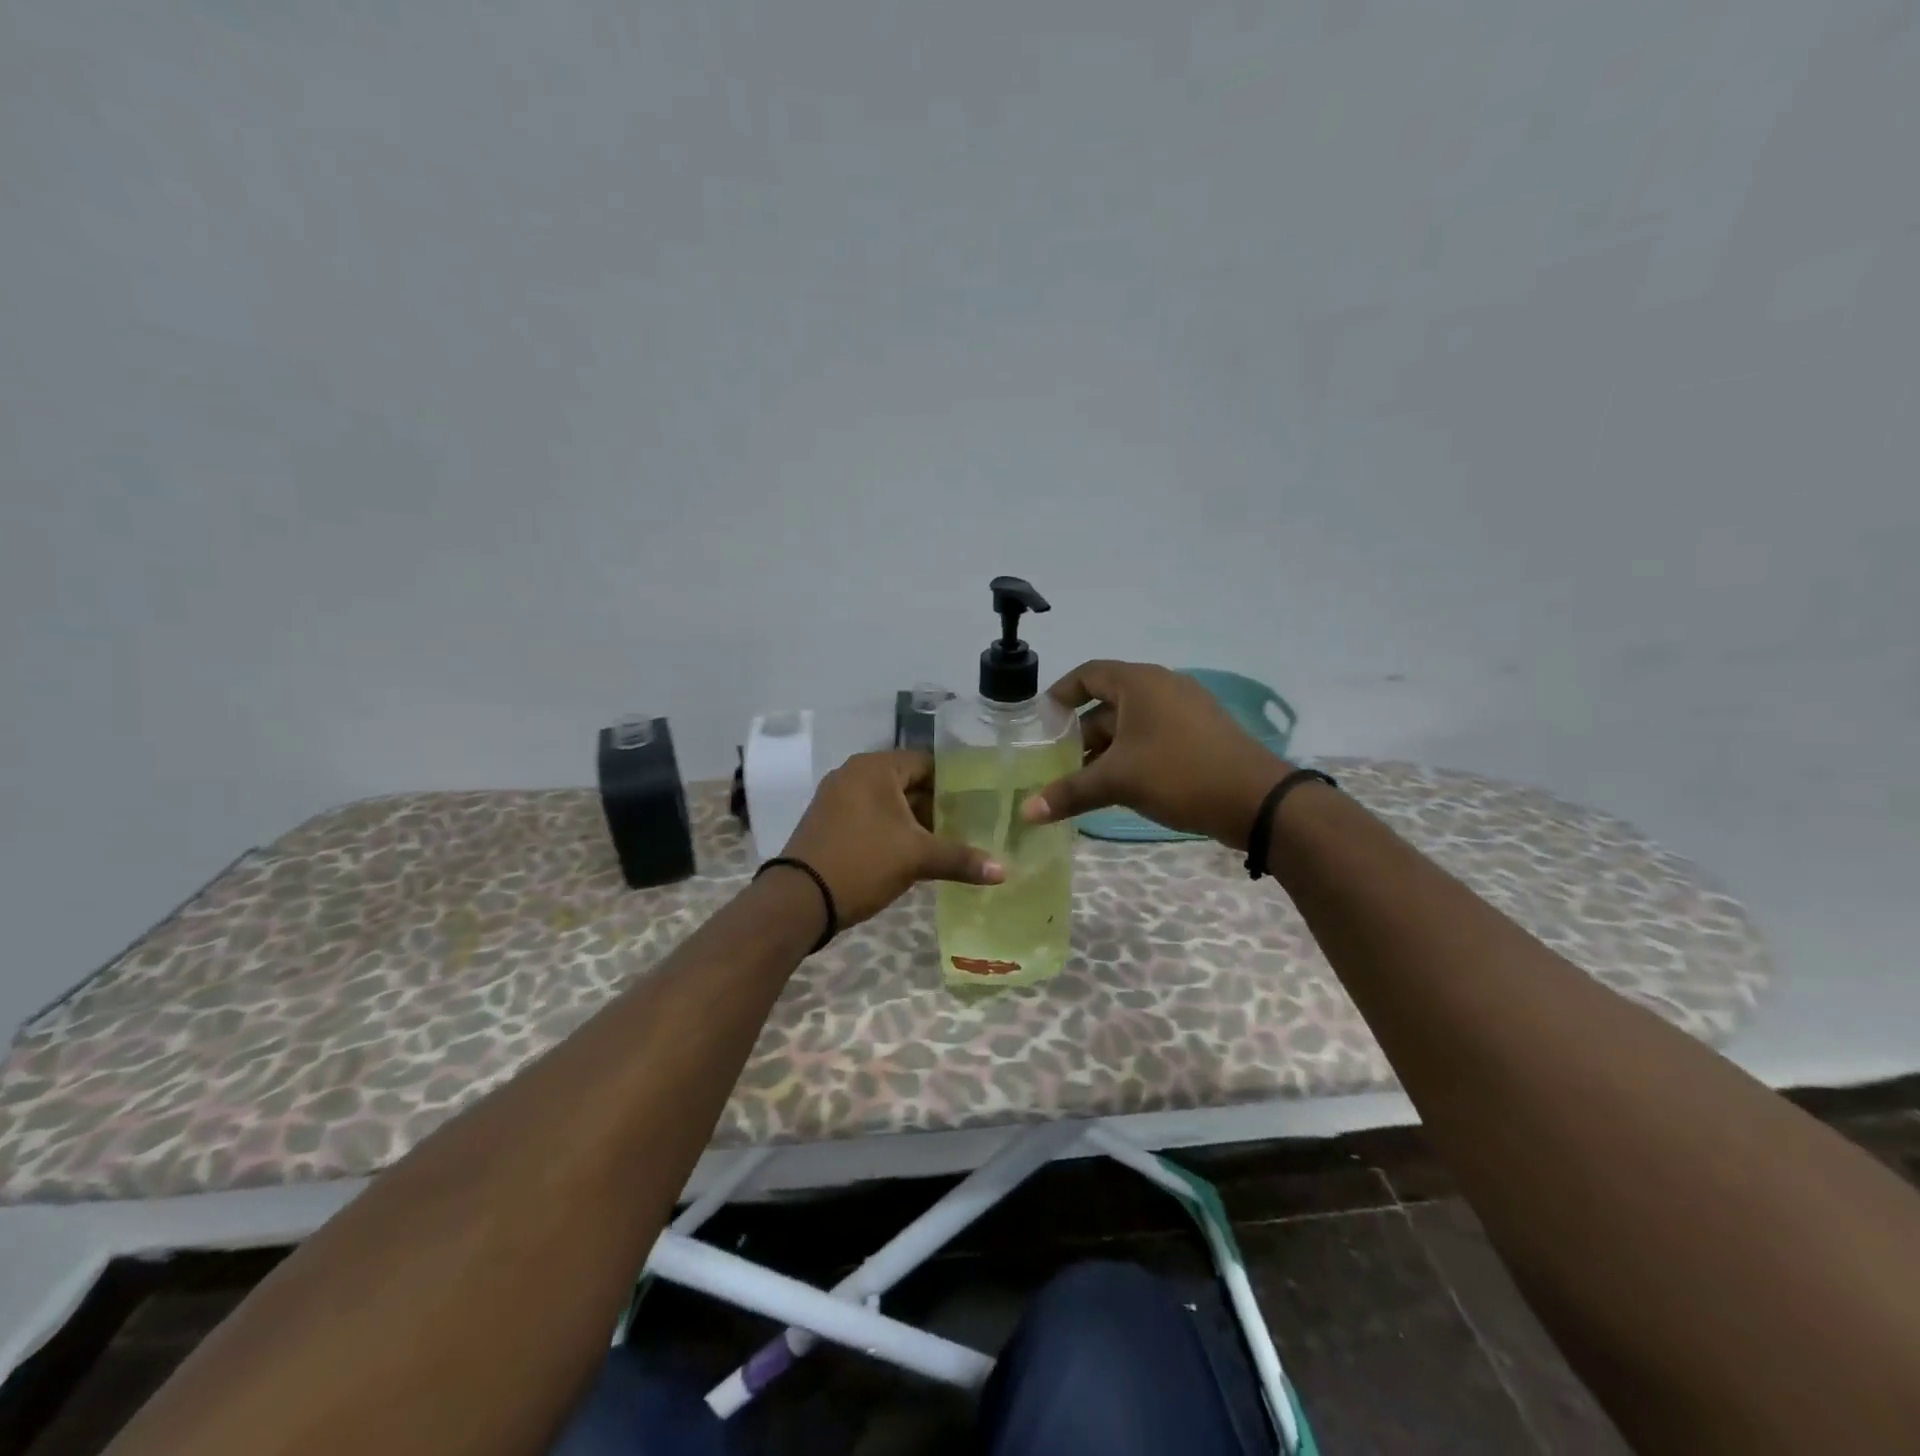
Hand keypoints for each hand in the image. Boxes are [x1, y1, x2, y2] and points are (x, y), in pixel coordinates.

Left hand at [780, 750, 1004, 928]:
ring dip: (914, 821)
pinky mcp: (828, 822)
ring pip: (888, 803)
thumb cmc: (862, 863)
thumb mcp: (916, 858)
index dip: (956, 782)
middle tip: (970, 825)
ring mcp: (836, 798)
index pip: (927, 762)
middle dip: (937, 805)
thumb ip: (961, 858)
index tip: (981, 802)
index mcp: (875, 768)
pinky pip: (869, 817)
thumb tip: (1004, 870)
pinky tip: (912, 854)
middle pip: (908, 782)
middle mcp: (853, 774)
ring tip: (947, 842)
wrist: (799, 900)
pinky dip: (891, 830)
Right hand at [1021, 660, 1291, 848]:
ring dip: (1105, 749)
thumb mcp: (1118, 781)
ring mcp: (1185, 710)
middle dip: (1080, 733)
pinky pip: (1153, 736)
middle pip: (1108, 703)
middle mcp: (1162, 687)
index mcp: (1139, 683)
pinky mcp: (1201, 734)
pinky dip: (1131, 755)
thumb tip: (1026, 812)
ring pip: (1131, 724)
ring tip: (1082, 780)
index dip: (1060, 694)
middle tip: (1056, 763)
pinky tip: (1120, 786)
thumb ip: (1069, 793)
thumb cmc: (1179, 774)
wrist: (1257, 800)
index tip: (1040, 722)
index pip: (1087, 674)